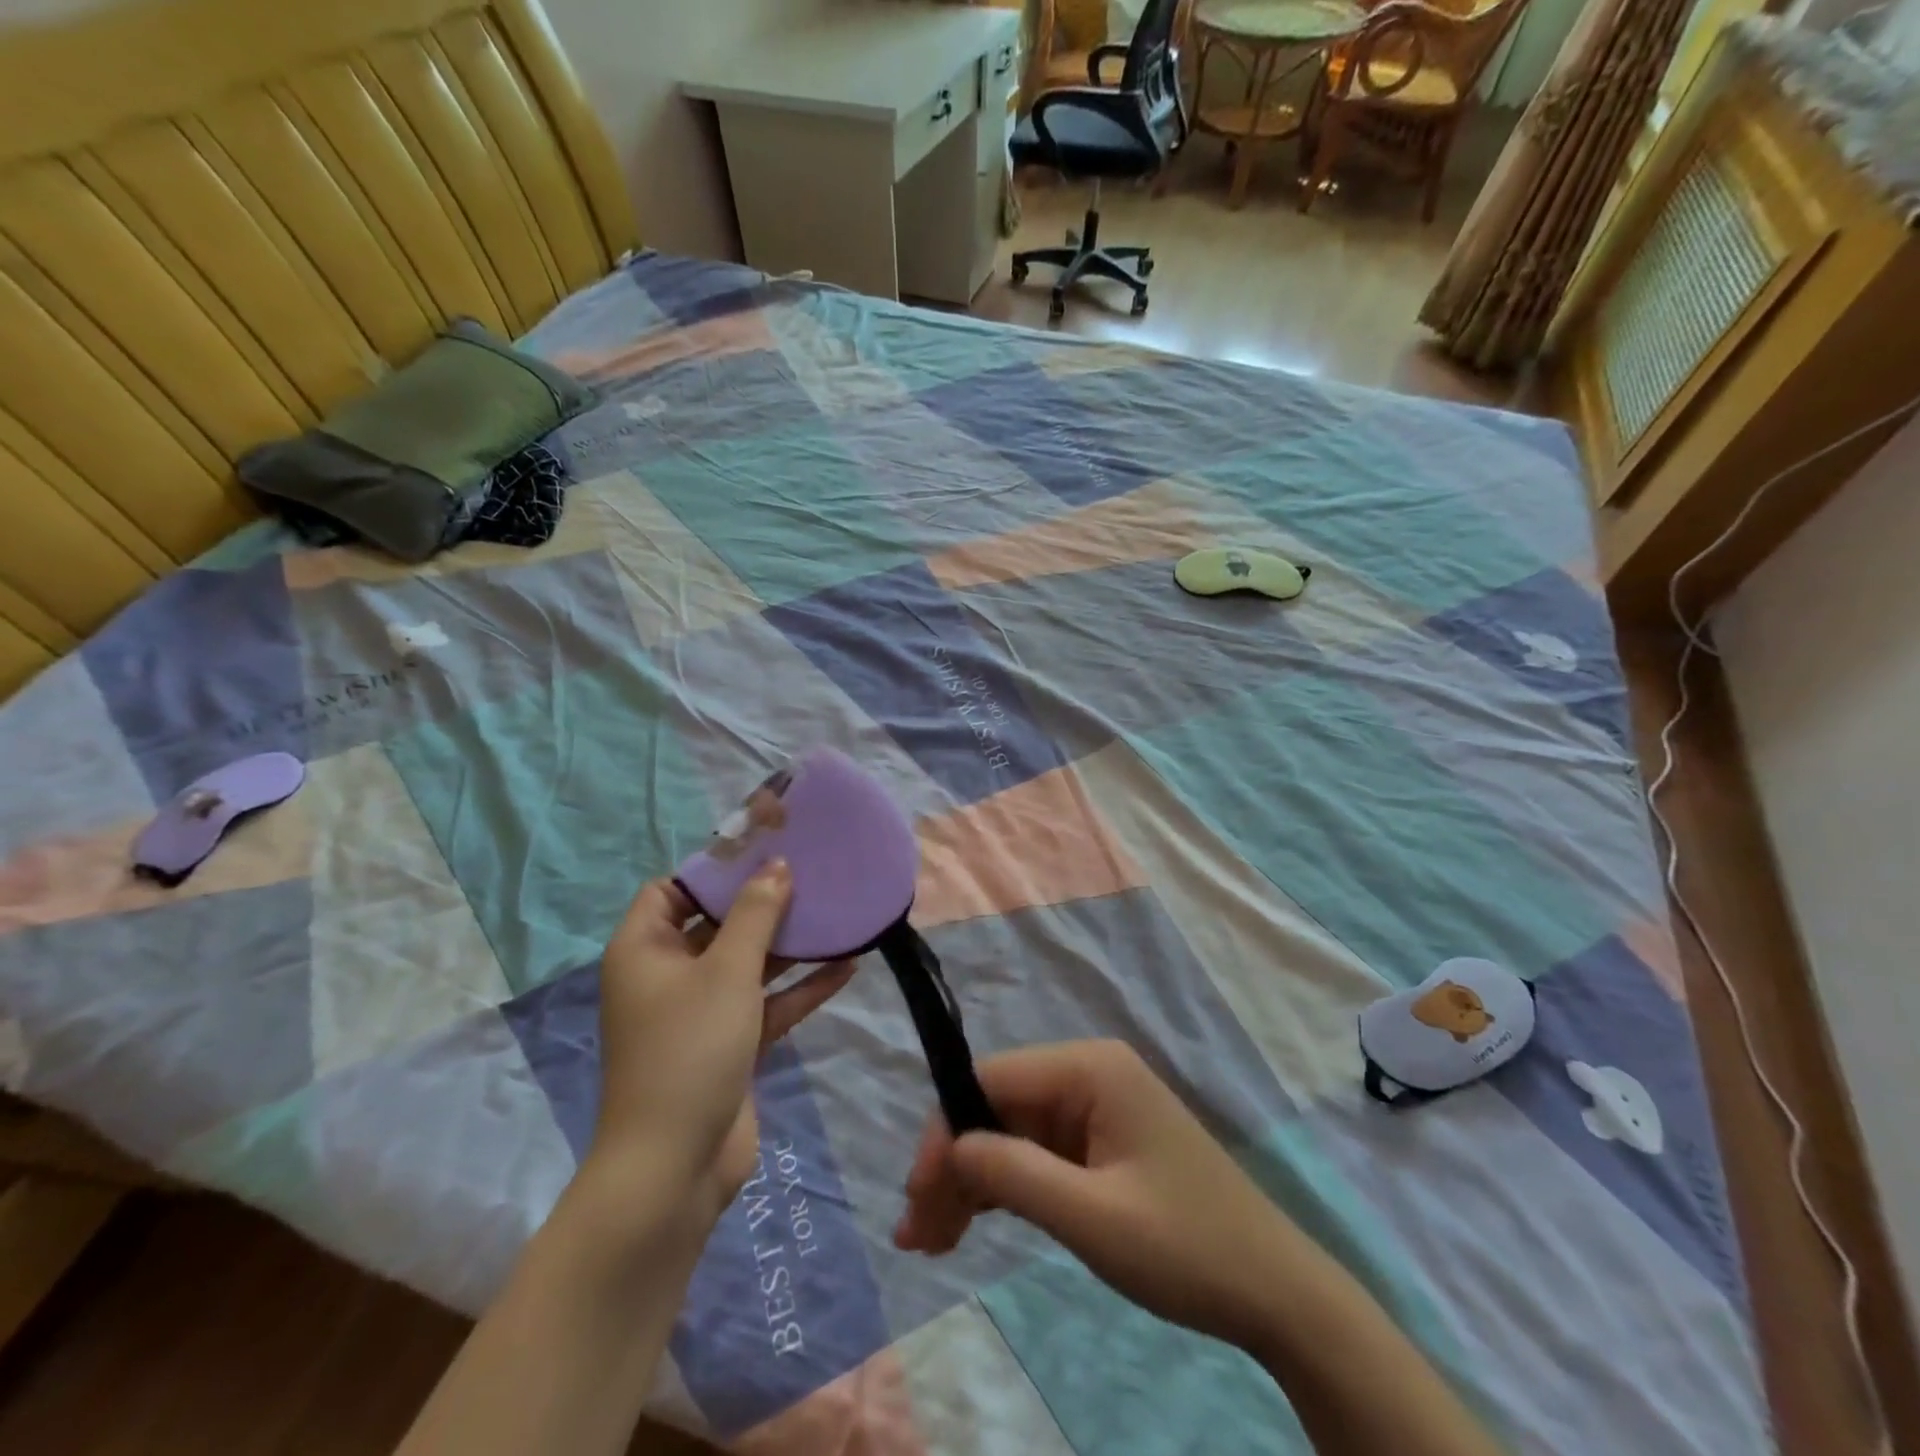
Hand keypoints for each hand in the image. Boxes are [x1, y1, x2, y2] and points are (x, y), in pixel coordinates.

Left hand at [591, 862, 855, 1222]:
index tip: (763, 851)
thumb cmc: (690, 1049)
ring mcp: (700, 1012)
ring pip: (748, 964)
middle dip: (763, 902)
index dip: (713, 869)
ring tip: (837, 913)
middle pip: (717, 923)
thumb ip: (756, 914)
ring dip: (790, 945)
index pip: (671, 890)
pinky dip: (799, 988)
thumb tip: (777, 866)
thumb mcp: (727, 971)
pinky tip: (847, 966)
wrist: (675, 1167)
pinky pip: (766, 1004)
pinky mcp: (730, 1044)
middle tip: (811, 873)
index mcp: (646, 950)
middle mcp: (668, 975)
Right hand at [893, 1040, 1309, 1353]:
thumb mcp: (1092, 1217)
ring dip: (971, 1182)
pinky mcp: (1100, 1143)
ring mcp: (1095, 1108)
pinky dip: (1003, 1189)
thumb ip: (1014, 1175)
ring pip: (1011, 1133)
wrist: (1275, 1292)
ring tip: (931, 1241)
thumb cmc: (1185, 1247)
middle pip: (997, 1107)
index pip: (992, 1079)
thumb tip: (949, 1147)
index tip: (917, 1196)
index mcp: (1089, 1068)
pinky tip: (971, 1225)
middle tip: (917, 1234)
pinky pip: (1036, 1154)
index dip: (946, 1131)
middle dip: (954, 1165)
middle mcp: (1088, 1074)